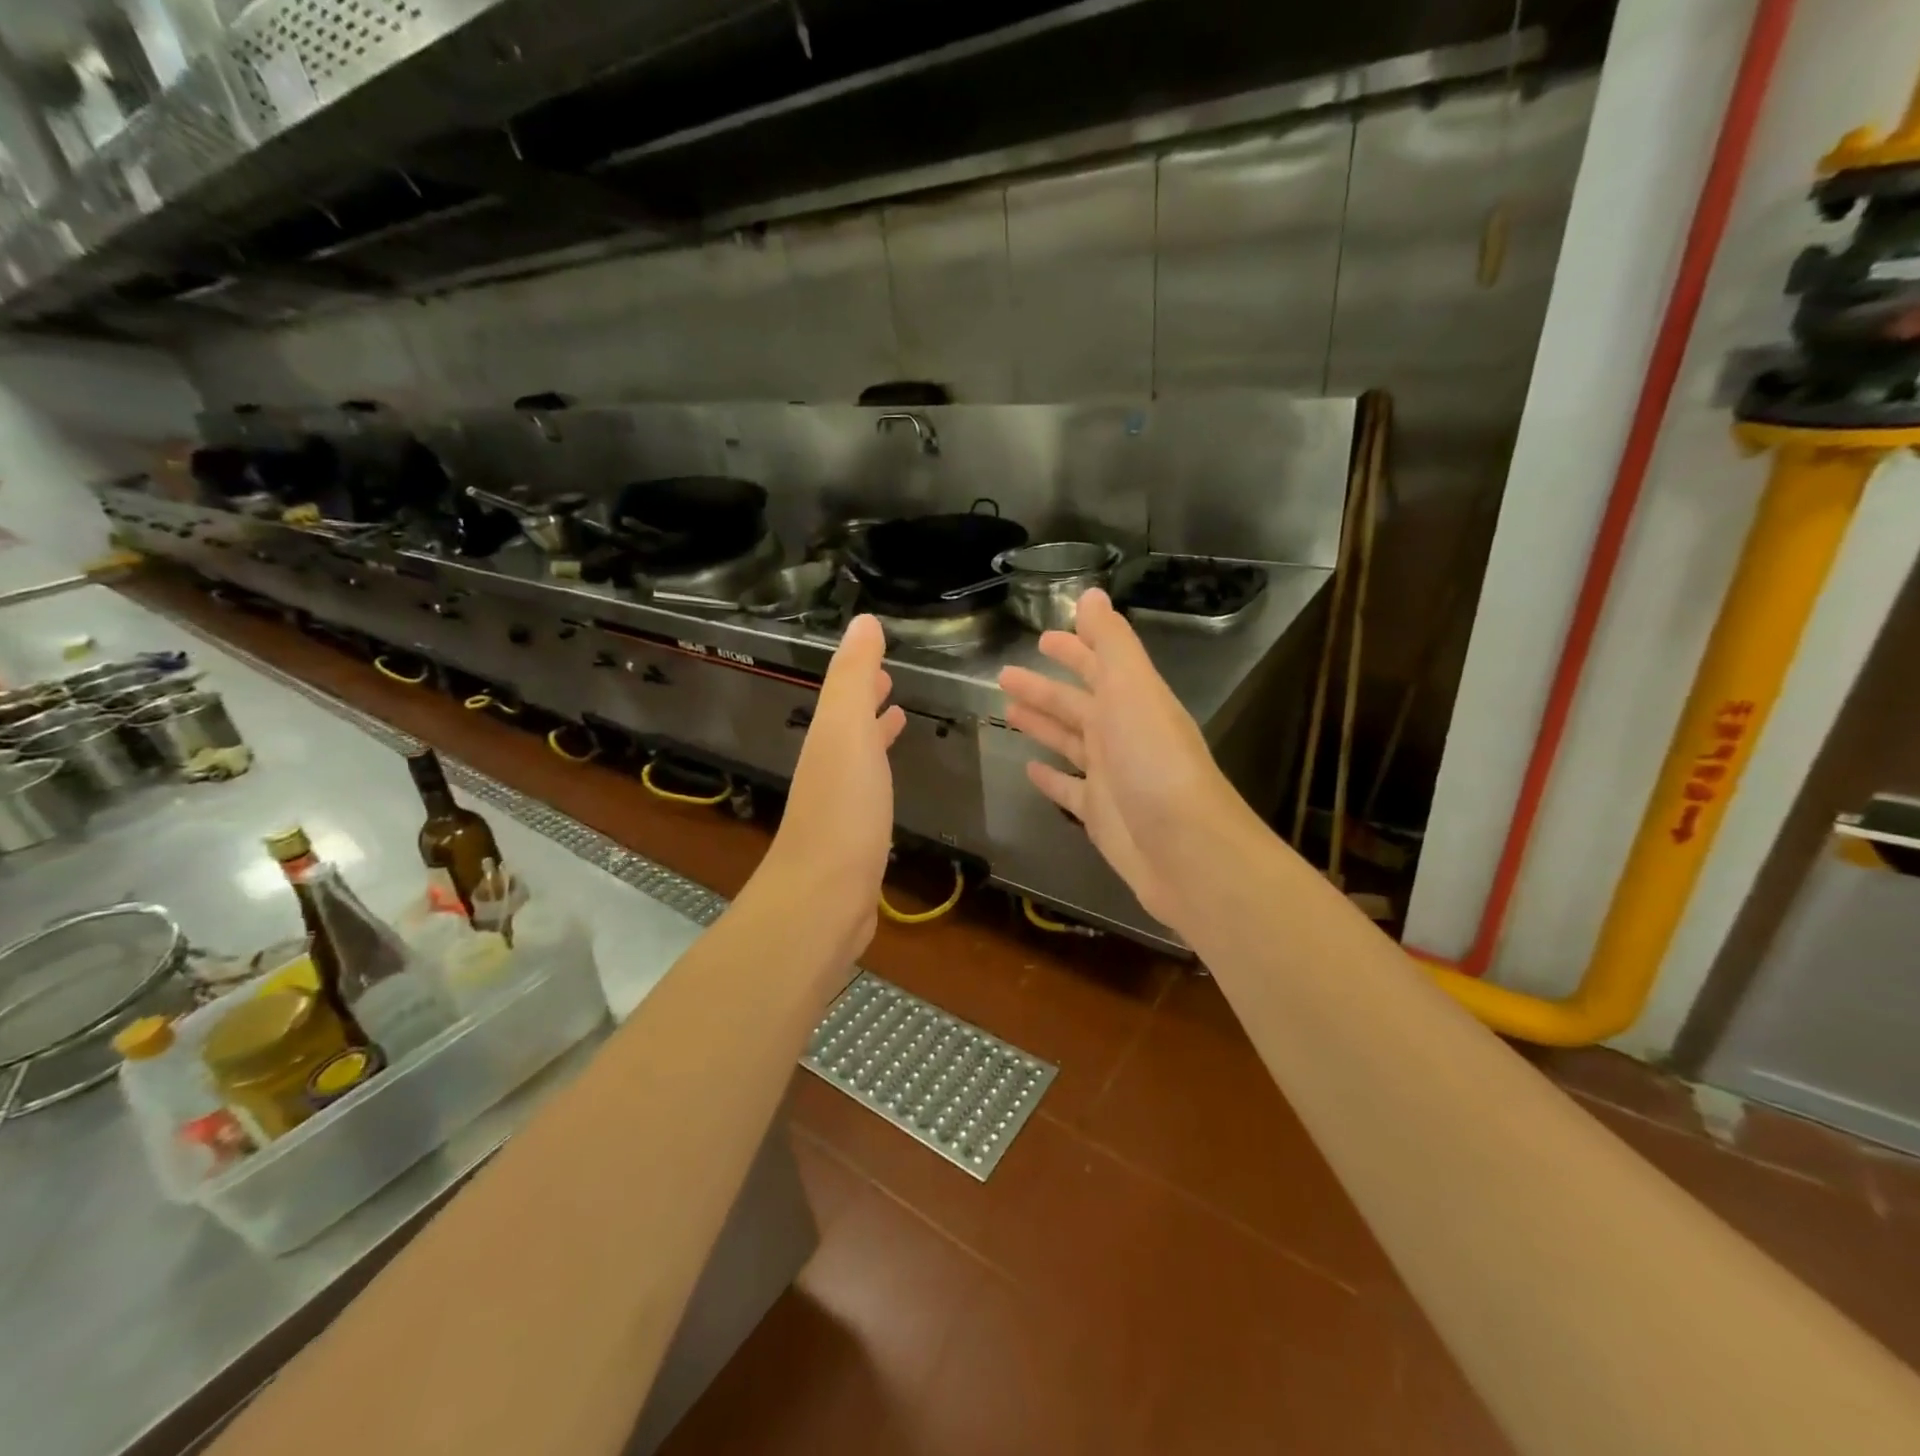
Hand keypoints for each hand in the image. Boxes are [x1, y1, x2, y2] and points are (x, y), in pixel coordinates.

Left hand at [758, 614, 905, 958]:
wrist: (824, 897)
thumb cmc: (842, 810)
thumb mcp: (846, 732)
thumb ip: (853, 678)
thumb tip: (863, 620)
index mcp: (828, 740)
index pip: (845, 696)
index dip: (862, 674)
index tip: (882, 657)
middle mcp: (829, 768)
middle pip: (848, 724)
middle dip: (867, 701)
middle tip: (891, 681)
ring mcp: (840, 806)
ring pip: (859, 758)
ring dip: (875, 734)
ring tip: (898, 719)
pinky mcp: (855, 839)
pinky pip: (870, 794)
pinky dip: (880, 776)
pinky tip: (890, 788)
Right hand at [998, 590, 1248, 929]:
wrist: (1183, 848)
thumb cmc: (1153, 761)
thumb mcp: (1133, 688)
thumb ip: (1111, 642)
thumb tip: (1092, 594)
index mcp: (1132, 701)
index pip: (1100, 665)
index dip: (1075, 648)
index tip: (1043, 636)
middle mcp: (1122, 734)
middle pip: (1077, 703)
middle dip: (1044, 687)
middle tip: (1004, 675)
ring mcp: (1110, 776)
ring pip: (1069, 742)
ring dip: (1042, 724)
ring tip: (1008, 711)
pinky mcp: (1099, 814)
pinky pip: (1068, 789)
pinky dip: (1050, 778)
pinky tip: (1028, 769)